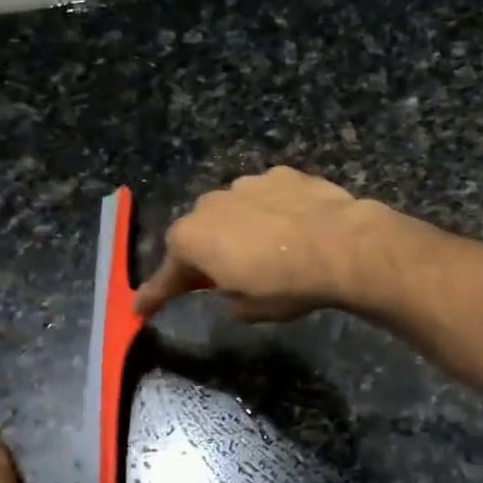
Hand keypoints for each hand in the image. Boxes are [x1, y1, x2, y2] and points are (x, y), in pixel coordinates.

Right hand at [135, 167, 383, 322]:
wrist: (341, 245)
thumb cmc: (286, 285)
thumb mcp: (249, 309)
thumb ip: (228, 298)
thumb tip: (230, 289)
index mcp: (192, 240)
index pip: (166, 276)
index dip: (155, 295)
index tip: (141, 308)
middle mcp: (209, 204)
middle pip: (198, 233)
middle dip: (204, 254)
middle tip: (220, 276)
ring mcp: (246, 183)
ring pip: (232, 210)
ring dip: (239, 228)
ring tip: (267, 249)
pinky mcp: (281, 174)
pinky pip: (266, 196)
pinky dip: (271, 211)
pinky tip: (292, 226)